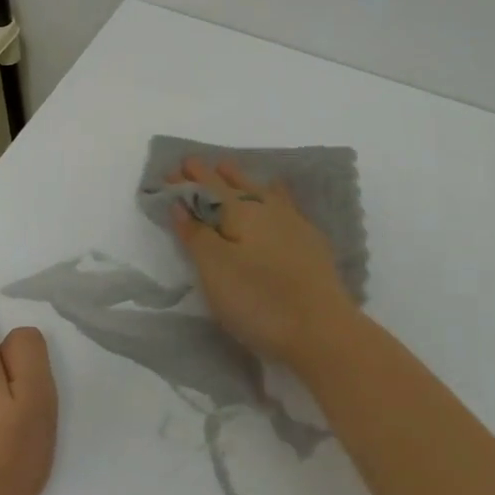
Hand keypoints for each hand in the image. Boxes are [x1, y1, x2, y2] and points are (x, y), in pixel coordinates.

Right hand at [168, 157, 359, 371]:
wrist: (323, 330)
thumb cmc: (259, 300)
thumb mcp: (215, 270)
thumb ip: (196, 234)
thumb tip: (180, 203)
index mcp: (242, 211)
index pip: (209, 187)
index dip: (189, 179)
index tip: (172, 169)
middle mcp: (269, 209)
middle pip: (236, 184)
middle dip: (213, 174)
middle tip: (196, 164)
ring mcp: (294, 224)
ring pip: (262, 191)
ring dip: (242, 179)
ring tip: (230, 169)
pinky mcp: (311, 244)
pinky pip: (285, 204)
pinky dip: (273, 193)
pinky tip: (277, 194)